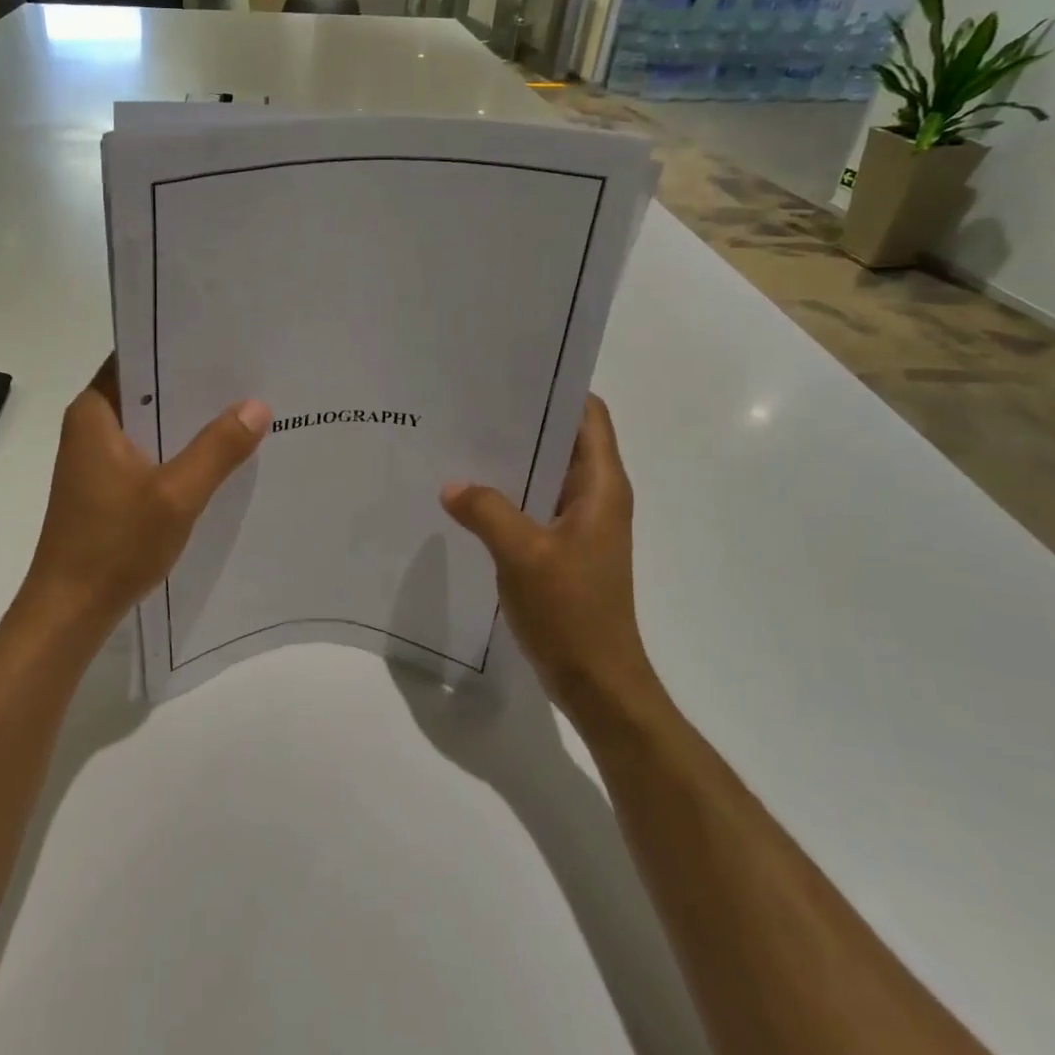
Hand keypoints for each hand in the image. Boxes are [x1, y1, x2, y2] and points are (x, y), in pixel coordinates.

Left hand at [20, 357, 270, 633]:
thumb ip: (218, 448)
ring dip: (188, 419)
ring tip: (243, 406)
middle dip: (193, 383)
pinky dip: (177, 448)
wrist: (70, 610)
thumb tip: (258, 405)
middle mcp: (91, 425)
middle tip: (248, 372)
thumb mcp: (176, 495)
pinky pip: (148, 450)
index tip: (224, 339)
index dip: (178, 345)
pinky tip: (218, 454)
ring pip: (150, 421)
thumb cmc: (115, 545)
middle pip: (147, 388)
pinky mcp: (106, 484)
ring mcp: (96, 456)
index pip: (137, 356)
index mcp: (95, 412)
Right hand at [442, 394, 657, 713]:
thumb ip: (486, 511)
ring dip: (511, 459)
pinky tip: (467, 495)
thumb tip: (452, 484)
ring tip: (461, 441)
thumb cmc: (572, 611)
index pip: (589, 415)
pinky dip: (506, 494)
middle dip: (523, 419)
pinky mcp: (562, 548)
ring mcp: (579, 524)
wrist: (596, 681)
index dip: (558, 388)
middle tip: (470, 404)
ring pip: (545, 473)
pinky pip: (533, 505)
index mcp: (601, 486)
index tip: (511, 373)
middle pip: (564, 439)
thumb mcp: (522, 554)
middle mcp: (595, 496)